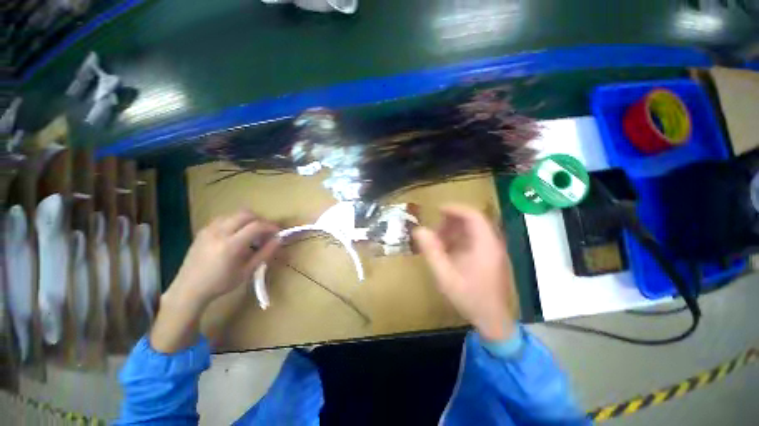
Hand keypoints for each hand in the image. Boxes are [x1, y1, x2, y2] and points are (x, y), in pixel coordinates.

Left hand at [151, 210, 279, 352]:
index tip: (278, 232)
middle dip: (260, 220)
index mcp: (230, 245)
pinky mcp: (203, 230)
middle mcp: (219, 233)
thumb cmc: (221, 283)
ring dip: (248, 220)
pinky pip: (224, 218)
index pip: (256, 226)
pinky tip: (237, 234)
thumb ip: (265, 253)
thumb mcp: (247, 271)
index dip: (270, 226)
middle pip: (246, 214)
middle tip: (266, 231)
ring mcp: (209, 229)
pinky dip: (236, 222)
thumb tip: (279, 239)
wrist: (189, 288)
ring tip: (252, 233)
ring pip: (234, 214)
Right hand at [413, 205, 516, 340]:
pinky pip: (474, 240)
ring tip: (439, 238)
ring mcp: (493, 251)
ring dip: (455, 230)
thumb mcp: (445, 275)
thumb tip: (419, 230)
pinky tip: (448, 249)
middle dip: (452, 220)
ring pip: (474, 230)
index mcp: (485, 244)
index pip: (473, 215)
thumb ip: (431, 252)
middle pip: (474, 221)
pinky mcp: (490, 257)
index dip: (455, 209)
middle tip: (435, 227)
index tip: (437, 209)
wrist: (493, 320)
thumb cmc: (469, 297)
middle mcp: (492, 243)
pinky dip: (460, 239)